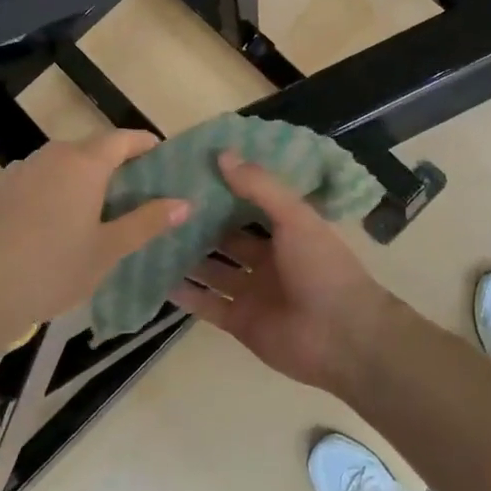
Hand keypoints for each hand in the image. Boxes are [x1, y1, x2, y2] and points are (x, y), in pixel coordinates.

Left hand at [0, 132, 188, 330]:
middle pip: (90, 148)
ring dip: (80, 175)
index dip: (144, 144)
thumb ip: (148, 221)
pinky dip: (50, 189)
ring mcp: (19, 171)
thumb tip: (185, 202)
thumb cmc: (55, 270)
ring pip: (59, 163)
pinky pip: (34, 179)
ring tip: (91, 206)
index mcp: (84, 164)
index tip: (160, 156)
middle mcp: (51, 156)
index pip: (123, 138)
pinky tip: (49, 221)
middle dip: (113, 162)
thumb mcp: (109, 250)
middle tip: (131, 190)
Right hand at [171, 152, 399, 394]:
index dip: (224, 190)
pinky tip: (154, 279)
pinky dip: (184, 294)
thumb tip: (223, 154)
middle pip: (227, 239)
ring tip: (148, 238)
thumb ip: (260, 186)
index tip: (189, 173)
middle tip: (157, 205)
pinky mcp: (239, 321)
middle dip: (199, 225)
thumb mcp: (295, 217)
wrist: (341, 336)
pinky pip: (206, 304)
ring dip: (186, 258)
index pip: (250, 205)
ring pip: (212, 270)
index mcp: (287, 232)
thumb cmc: (322, 267)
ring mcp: (252, 292)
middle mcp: (268, 259)